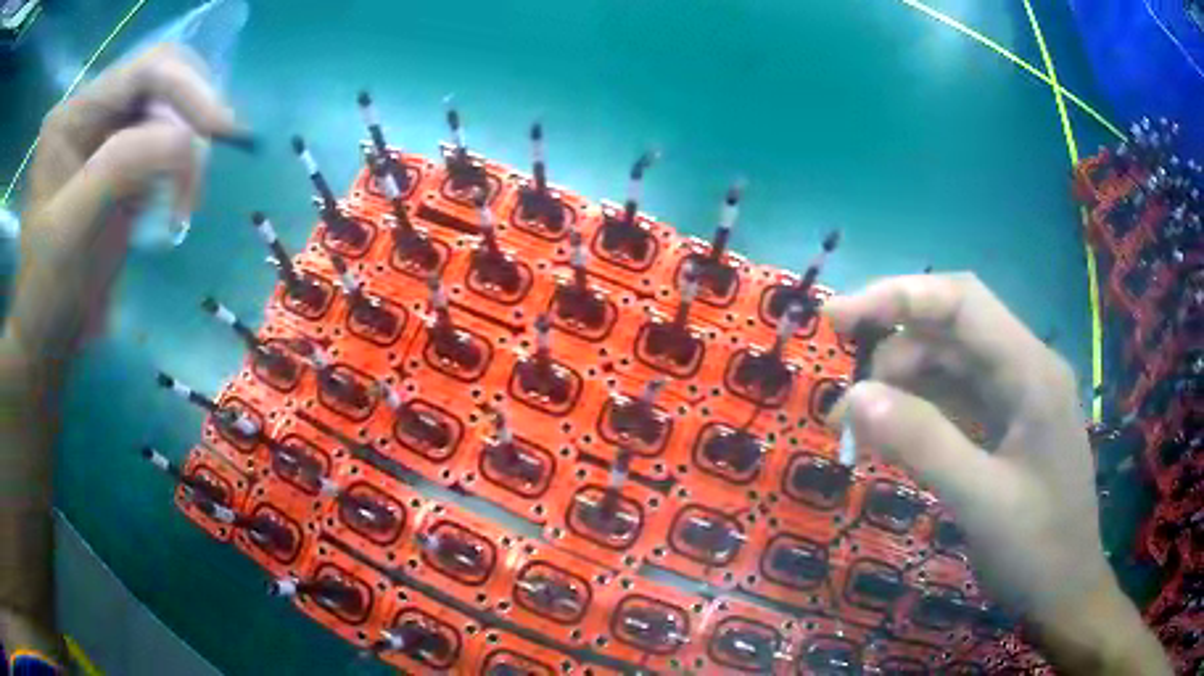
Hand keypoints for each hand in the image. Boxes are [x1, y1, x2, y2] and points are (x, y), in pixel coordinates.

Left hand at [5, 43, 245, 360]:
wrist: (49, 339)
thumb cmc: (49, 292)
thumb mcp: (73, 228)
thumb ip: (120, 167)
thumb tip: (186, 140)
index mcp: (73, 115)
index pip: (143, 72)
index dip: (188, 89)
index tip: (225, 132)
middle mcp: (92, 110)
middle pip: (163, 83)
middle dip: (191, 120)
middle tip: (203, 171)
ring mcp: (107, 134)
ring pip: (170, 113)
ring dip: (187, 153)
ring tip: (186, 203)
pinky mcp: (121, 161)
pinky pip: (165, 144)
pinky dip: (181, 170)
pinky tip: (176, 202)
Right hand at [824, 273, 1168, 674]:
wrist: (1065, 594)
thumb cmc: (1037, 549)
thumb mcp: (982, 502)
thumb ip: (924, 444)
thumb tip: (855, 397)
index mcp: (1032, 371)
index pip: (962, 303)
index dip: (898, 298)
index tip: (837, 320)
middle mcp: (1025, 370)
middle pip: (951, 334)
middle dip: (893, 357)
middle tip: (845, 406)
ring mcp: (1016, 400)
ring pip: (950, 370)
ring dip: (901, 390)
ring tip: (857, 431)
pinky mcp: (1006, 428)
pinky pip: (956, 404)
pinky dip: (919, 415)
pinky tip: (891, 441)